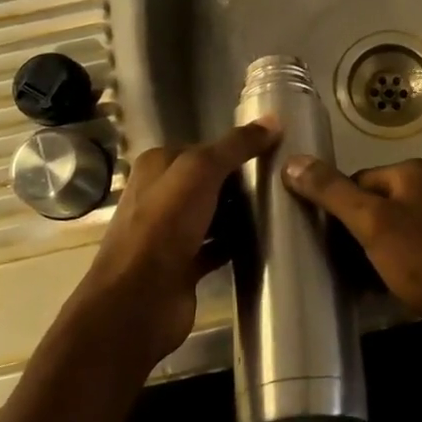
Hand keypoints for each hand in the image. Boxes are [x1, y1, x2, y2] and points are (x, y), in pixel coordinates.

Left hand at [72, 120, 278, 368]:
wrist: (138, 302)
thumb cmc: (164, 226)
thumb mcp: (201, 171)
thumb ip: (236, 146)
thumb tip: (274, 120)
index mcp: (157, 166)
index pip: (204, 148)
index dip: (236, 149)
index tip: (274, 152)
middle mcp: (160, 195)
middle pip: (209, 181)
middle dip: (241, 182)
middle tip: (283, 182)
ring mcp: (170, 233)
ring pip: (213, 214)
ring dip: (240, 214)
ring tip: (280, 209)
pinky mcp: (183, 265)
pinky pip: (216, 246)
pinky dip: (236, 244)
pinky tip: (264, 242)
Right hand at [281, 155, 421, 360]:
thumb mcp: (372, 224)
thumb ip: (332, 192)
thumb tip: (292, 161)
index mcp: (413, 172)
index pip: (355, 179)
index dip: (335, 208)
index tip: (321, 239)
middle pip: (371, 203)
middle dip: (351, 231)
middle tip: (333, 261)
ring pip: (388, 229)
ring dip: (368, 250)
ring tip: (351, 277)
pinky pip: (406, 249)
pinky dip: (389, 263)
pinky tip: (377, 286)